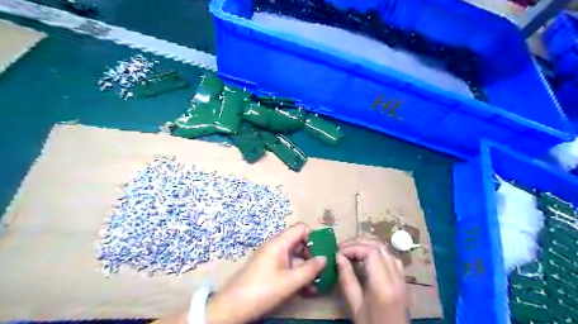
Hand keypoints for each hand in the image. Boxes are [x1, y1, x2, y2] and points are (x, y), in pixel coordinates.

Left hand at [205, 222, 327, 323]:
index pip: (301, 228)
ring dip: (307, 268)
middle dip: (313, 254)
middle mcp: (276, 246)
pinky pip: (287, 266)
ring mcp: (272, 258)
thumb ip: (310, 269)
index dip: (314, 236)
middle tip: (324, 270)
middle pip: (299, 242)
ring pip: (295, 256)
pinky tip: (307, 289)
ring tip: (318, 284)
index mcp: (280, 243)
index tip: (324, 251)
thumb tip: (325, 258)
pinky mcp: (269, 269)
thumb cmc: (262, 290)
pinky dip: (297, 274)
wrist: (232, 306)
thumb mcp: (290, 281)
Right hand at [337, 238, 408, 323]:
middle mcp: (396, 277)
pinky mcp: (403, 281)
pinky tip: (368, 258)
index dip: (353, 248)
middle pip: (379, 247)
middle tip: (342, 248)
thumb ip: (347, 279)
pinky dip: (378, 252)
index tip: (338, 253)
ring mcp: (401, 278)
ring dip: (368, 245)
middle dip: (358, 243)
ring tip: (352, 250)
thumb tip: (339, 257)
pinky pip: (391, 258)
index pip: (371, 252)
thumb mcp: (354, 306)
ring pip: (386, 250)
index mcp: (383, 285)